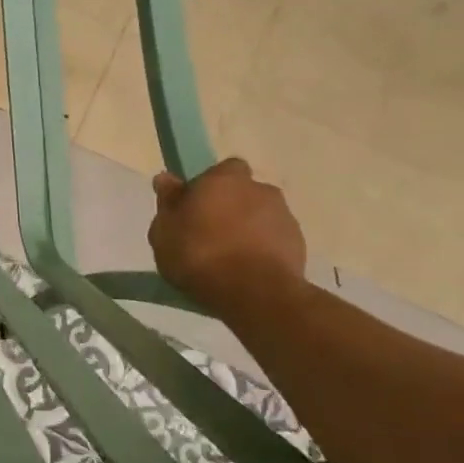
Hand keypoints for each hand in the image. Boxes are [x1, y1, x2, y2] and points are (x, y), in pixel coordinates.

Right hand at [148, 158, 306, 318]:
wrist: (254, 293)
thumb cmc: (199, 254)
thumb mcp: (164, 230)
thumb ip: (168, 202)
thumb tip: (166, 178)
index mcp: (225, 179)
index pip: (222, 169)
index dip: (209, 185)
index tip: (195, 206)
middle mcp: (260, 189)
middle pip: (243, 193)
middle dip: (230, 207)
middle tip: (209, 233)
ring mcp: (284, 216)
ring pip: (260, 216)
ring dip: (247, 229)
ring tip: (228, 258)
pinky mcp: (299, 244)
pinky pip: (274, 240)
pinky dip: (262, 249)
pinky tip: (246, 271)